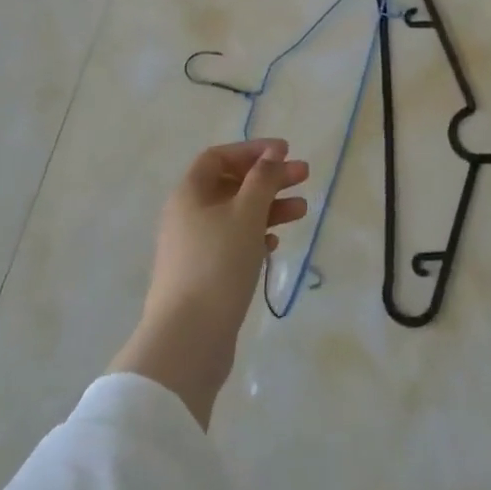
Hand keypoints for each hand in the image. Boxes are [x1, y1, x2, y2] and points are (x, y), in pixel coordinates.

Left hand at [110, 139, 309, 428]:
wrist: (188, 339)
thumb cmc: (218, 264)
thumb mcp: (246, 214)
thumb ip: (262, 179)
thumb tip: (271, 154)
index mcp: (189, 194)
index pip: (219, 157)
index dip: (252, 150)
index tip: (285, 152)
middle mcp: (187, 215)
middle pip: (231, 184)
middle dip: (268, 178)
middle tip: (304, 176)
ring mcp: (193, 247)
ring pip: (235, 215)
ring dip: (268, 207)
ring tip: (302, 211)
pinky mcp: (203, 275)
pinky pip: (232, 243)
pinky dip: (255, 236)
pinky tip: (274, 244)